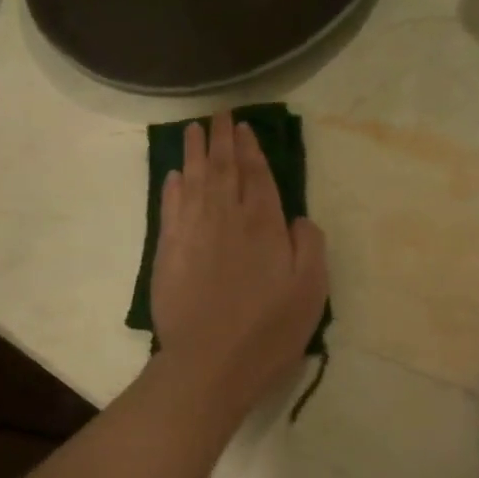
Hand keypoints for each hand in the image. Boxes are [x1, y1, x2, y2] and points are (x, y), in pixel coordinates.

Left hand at [150, 113, 329, 418]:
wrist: (210, 362)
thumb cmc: (269, 329)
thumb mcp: (311, 290)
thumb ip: (309, 245)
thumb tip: (297, 218)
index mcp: (264, 224)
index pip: (257, 175)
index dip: (251, 149)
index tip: (243, 127)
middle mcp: (226, 218)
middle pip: (224, 169)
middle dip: (222, 140)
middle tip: (218, 115)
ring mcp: (193, 232)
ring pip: (194, 181)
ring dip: (195, 153)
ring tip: (194, 130)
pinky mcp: (168, 252)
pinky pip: (171, 208)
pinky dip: (173, 187)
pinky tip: (175, 174)